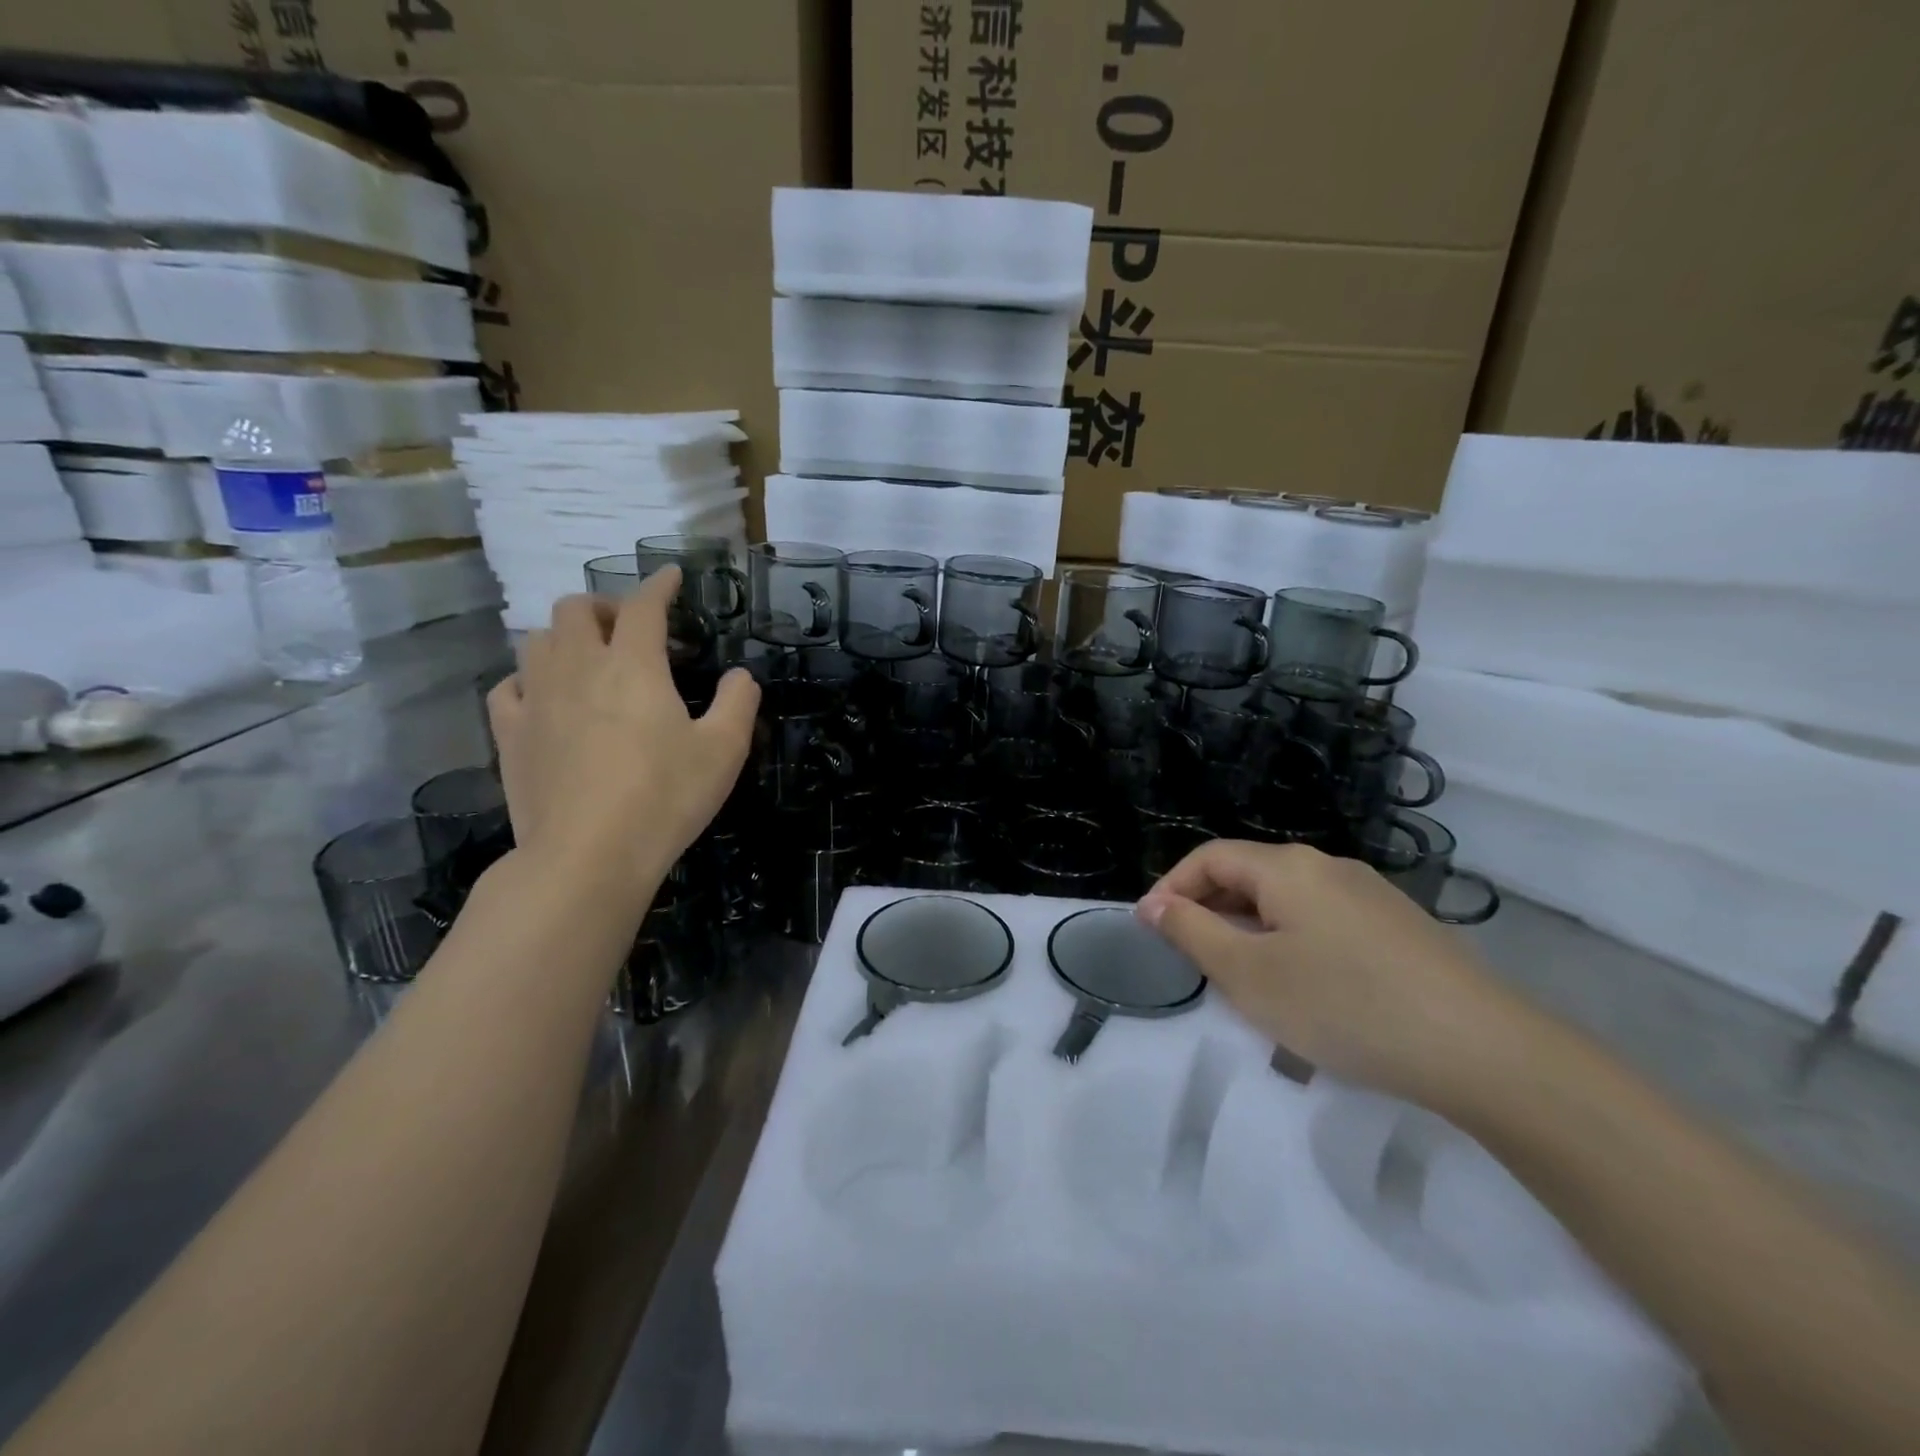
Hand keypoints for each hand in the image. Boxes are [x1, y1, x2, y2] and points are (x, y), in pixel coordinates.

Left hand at [485, 570, 757, 902]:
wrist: (588, 856)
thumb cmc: (665, 798)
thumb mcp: (724, 750)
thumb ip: (738, 703)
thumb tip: (740, 676)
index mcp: (634, 666)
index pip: (644, 605)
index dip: (659, 585)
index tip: (671, 576)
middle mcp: (579, 668)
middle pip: (575, 609)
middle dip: (604, 606)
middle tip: (629, 630)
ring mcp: (537, 699)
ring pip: (537, 640)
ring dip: (565, 637)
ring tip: (589, 658)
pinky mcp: (511, 734)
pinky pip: (508, 686)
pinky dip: (529, 679)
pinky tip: (545, 697)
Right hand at [1137, 840, 1533, 1109]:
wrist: (1484, 1050)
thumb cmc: (1345, 1006)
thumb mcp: (1250, 975)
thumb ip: (1193, 933)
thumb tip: (1156, 904)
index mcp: (1286, 867)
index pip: (1209, 858)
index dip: (1171, 888)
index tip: (1149, 930)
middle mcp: (1327, 866)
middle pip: (1248, 875)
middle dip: (1210, 911)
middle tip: (1191, 960)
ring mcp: (1369, 895)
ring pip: (1287, 903)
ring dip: (1250, 931)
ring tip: (1243, 982)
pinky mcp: (1398, 927)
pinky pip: (1323, 923)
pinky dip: (1292, 944)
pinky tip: (1304, 991)